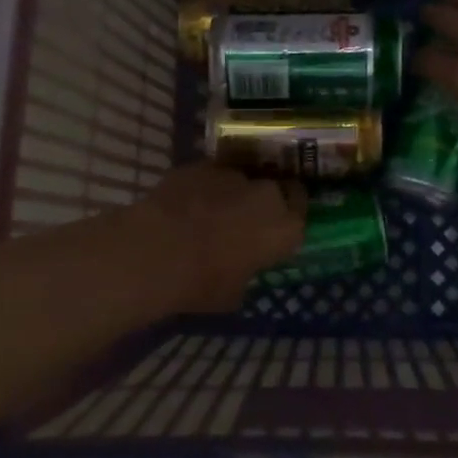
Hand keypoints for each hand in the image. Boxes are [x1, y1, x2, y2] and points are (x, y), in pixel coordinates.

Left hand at [118, 162, 306, 313]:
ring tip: (207, 214)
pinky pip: (209, 176)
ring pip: (239, 181)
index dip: (288, 216)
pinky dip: (201, 187)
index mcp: (284, 228)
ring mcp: (232, 174)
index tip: (274, 226)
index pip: (300, 210)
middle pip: (272, 191)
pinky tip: (183, 205)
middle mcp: (266, 194)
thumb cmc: (202, 282)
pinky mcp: (201, 165)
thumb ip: (247, 271)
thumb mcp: (235, 292)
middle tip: (241, 222)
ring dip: (230, 194)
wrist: (156, 251)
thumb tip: (242, 265)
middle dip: (259, 203)